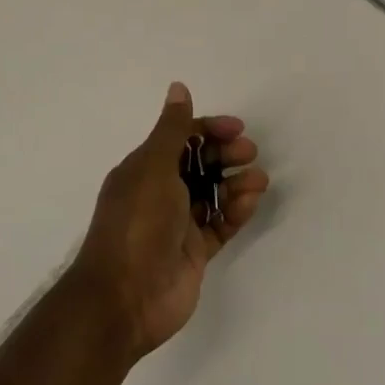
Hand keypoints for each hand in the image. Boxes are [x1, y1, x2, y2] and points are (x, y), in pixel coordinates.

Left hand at [71, 82, 268, 360]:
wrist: (125, 297)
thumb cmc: (138, 223)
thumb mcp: (153, 167)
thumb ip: (172, 129)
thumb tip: (178, 87)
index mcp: (144, 169)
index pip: (181, 140)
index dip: (208, 130)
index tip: (236, 128)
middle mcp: (161, 193)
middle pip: (200, 165)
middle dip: (225, 155)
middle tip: (250, 153)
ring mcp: (179, 224)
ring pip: (213, 194)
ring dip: (236, 183)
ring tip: (259, 180)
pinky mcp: (195, 252)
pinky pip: (220, 224)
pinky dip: (236, 211)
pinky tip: (251, 202)